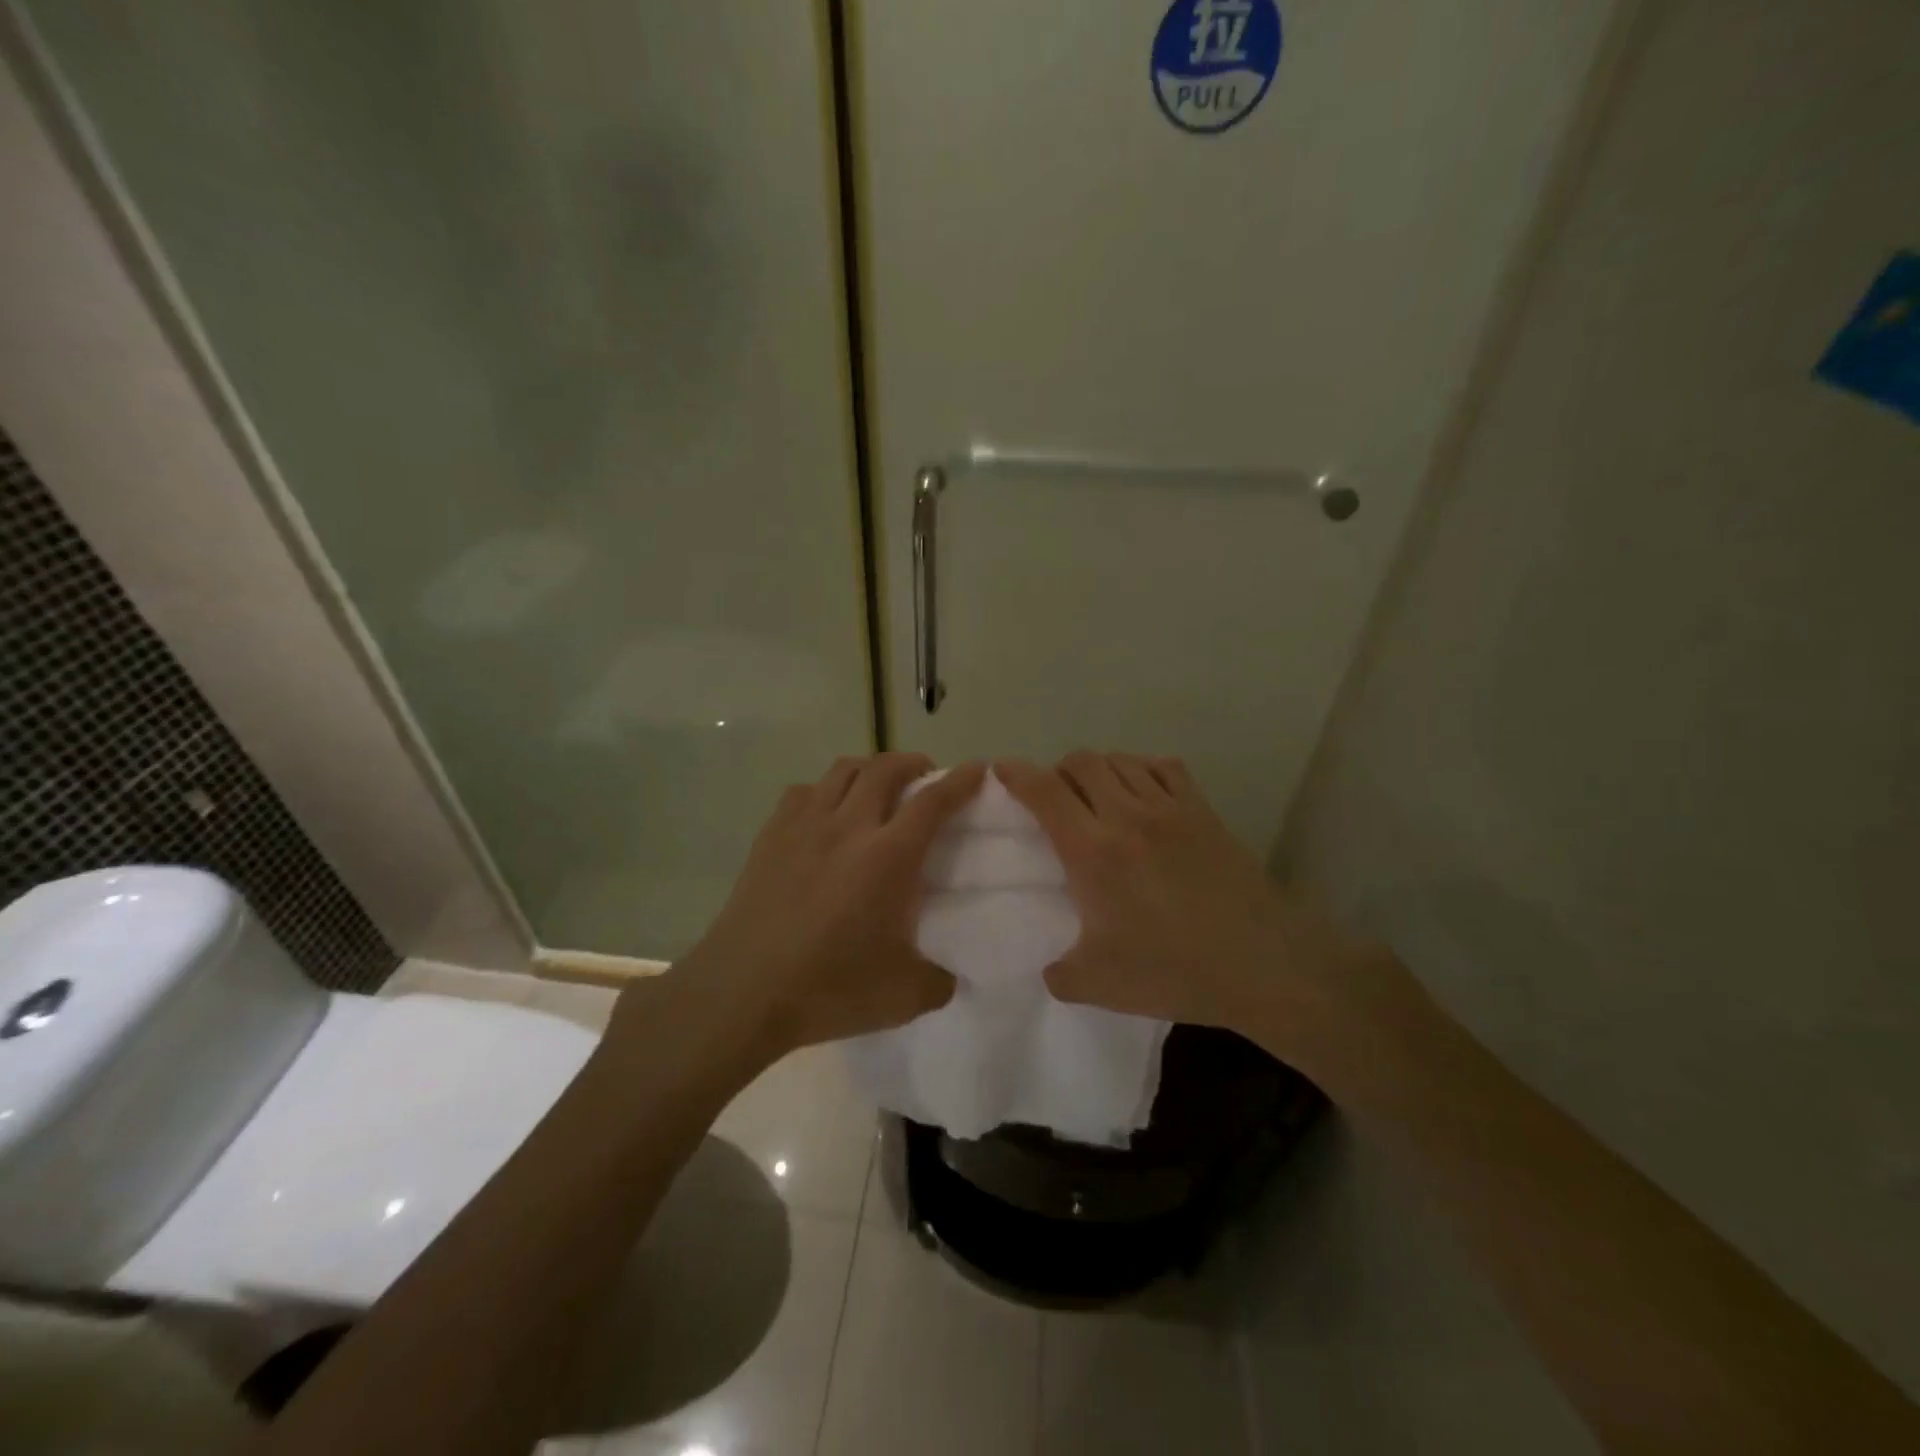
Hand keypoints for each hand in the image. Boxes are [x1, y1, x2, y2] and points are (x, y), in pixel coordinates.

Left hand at [647, 754, 985, 1062]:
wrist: (742, 992)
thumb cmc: (827, 989)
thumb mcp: (903, 997)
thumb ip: (939, 982)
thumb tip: (950, 976)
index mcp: (888, 857)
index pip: (933, 802)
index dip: (960, 781)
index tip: (976, 768)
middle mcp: (848, 827)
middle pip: (885, 769)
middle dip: (913, 763)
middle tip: (926, 776)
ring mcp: (804, 826)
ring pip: (842, 770)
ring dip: (870, 768)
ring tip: (878, 786)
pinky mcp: (770, 836)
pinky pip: (804, 791)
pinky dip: (825, 790)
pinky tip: (827, 813)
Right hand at [996, 752, 1412, 1080]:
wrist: (1264, 964)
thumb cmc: (1174, 970)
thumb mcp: (1099, 985)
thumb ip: (1060, 974)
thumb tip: (1050, 968)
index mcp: (1093, 850)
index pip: (1043, 791)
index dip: (1016, 774)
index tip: (1000, 770)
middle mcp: (1127, 815)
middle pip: (1081, 761)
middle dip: (1057, 771)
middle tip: (1055, 801)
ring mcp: (1170, 808)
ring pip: (1121, 759)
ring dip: (1098, 770)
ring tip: (1097, 798)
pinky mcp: (1204, 811)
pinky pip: (1164, 767)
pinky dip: (1142, 770)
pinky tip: (1143, 795)